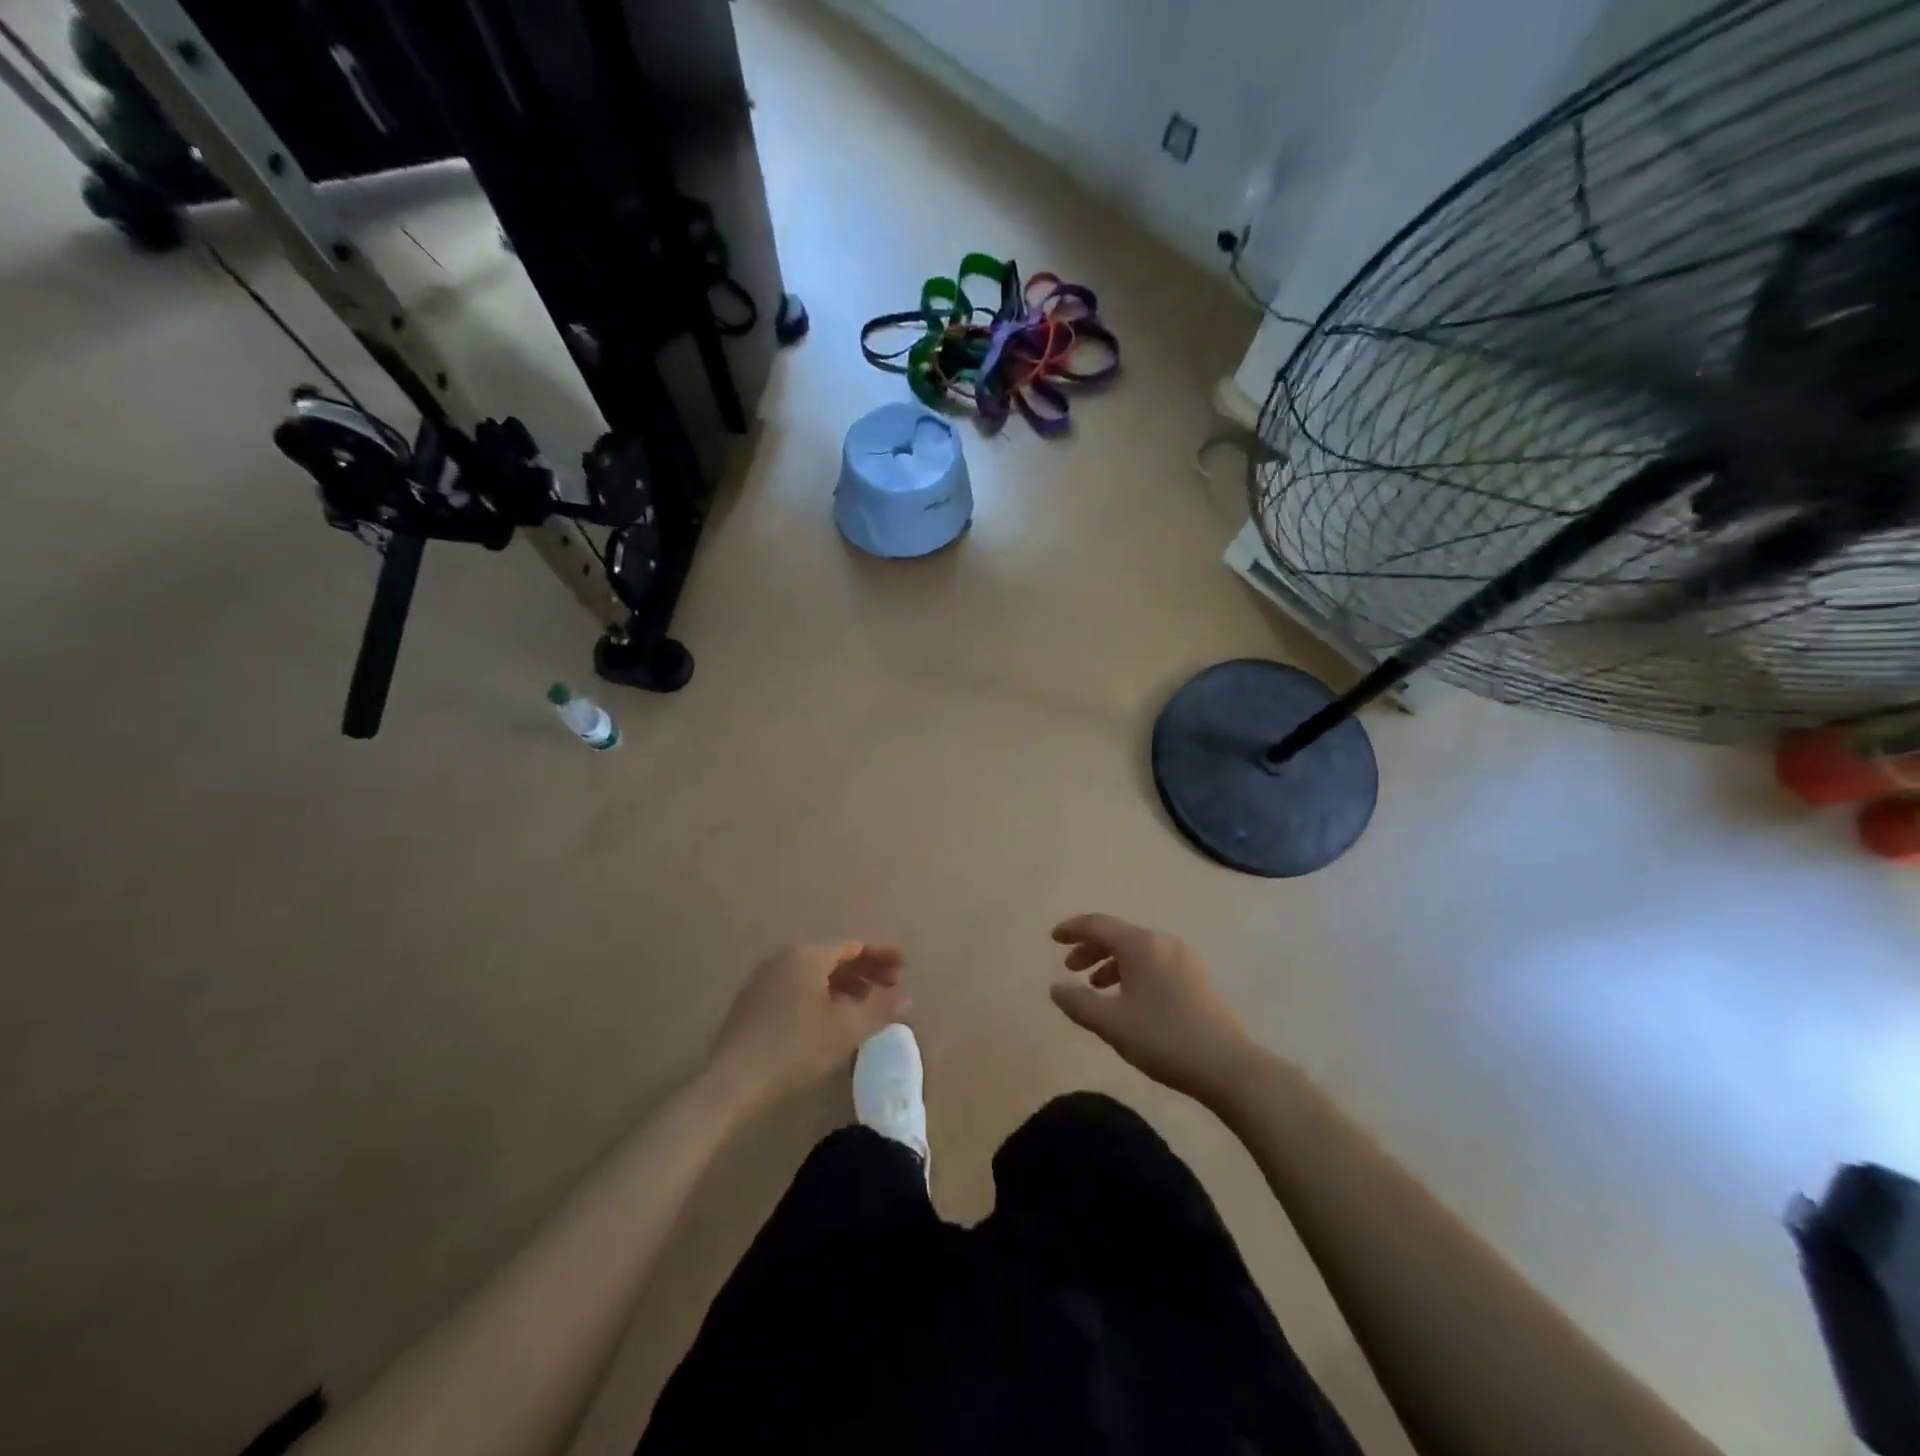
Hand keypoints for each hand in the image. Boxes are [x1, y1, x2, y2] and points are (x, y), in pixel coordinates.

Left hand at [705, 943, 909, 1109]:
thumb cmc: (794, 1048)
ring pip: (815, 972)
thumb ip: (880, 1009)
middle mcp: (785, 957)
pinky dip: (822, 994)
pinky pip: (798, 986)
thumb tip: (906, 996)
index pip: (854, 946)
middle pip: (834, 956)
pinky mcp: (754, 1000)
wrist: (731, 1080)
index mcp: (808, 955)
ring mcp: (765, 977)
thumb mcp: (845, 1029)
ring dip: (845, 984)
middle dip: (866, 970)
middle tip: (891, 987)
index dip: (882, 955)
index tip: (904, 966)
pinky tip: (831, 1017)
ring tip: (866, 1004)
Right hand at [1050, 914, 1260, 1105]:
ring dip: (1111, 963)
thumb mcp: (1112, 1023)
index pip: (1098, 924)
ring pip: (1137, 950)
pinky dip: (1132, 972)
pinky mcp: (1196, 978)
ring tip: (1096, 987)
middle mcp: (1163, 942)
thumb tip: (1056, 987)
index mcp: (1141, 944)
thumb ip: (1078, 1002)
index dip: (1073, 929)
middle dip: (1091, 948)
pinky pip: (1154, 963)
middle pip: (1119, 935)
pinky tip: (1128, 1000)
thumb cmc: (1164, 1038)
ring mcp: (1184, 959)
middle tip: (1070, 968)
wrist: (1229, 1066)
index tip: (1053, 937)